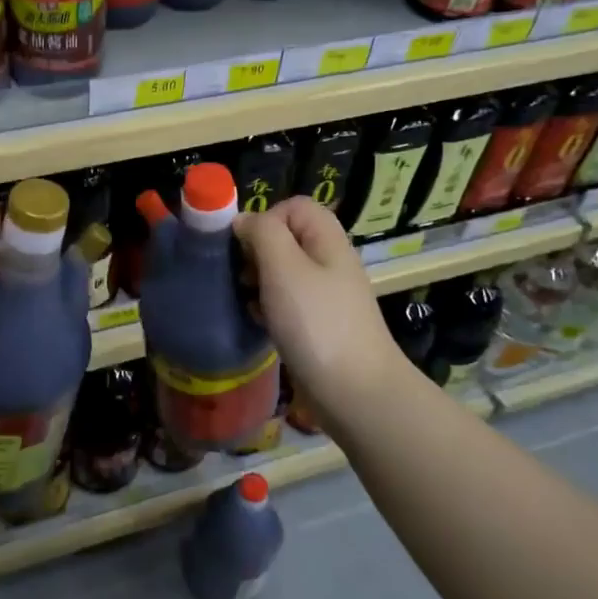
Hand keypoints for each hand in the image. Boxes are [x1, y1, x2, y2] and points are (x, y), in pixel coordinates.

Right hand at [234, 196, 409, 430]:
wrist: (355, 392)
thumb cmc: (316, 323)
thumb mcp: (284, 267)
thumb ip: (262, 233)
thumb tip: (243, 221)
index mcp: (326, 240)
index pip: (293, 206)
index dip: (265, 218)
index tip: (244, 247)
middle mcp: (329, 261)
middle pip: (285, 237)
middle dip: (256, 251)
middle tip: (242, 276)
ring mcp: (325, 295)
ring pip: (282, 271)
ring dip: (258, 281)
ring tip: (246, 300)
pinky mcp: (318, 324)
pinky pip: (286, 302)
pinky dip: (267, 306)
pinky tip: (258, 322)